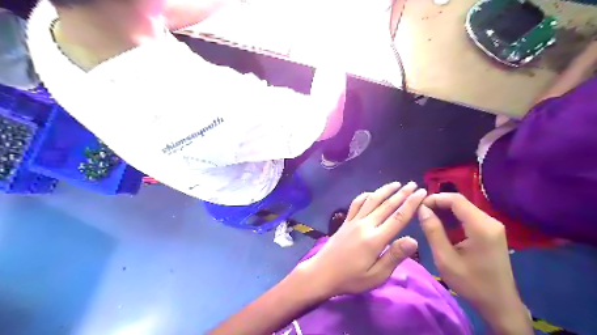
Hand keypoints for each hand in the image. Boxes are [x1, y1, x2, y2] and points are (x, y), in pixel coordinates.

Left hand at [297, 182, 423, 296]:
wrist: (322, 273)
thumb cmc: (351, 278)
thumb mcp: (376, 275)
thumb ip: (394, 256)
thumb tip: (414, 240)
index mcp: (375, 239)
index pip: (398, 217)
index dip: (411, 204)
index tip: (422, 193)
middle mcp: (365, 225)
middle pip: (386, 205)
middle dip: (402, 193)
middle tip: (413, 184)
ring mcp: (353, 221)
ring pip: (371, 200)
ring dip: (384, 190)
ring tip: (396, 184)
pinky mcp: (345, 221)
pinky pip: (356, 204)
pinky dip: (365, 196)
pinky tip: (371, 193)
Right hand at [416, 193, 528, 334]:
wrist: (499, 304)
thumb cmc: (471, 283)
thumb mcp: (445, 258)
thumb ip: (433, 231)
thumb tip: (422, 209)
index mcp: (481, 227)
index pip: (456, 200)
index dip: (435, 198)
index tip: (418, 206)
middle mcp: (490, 221)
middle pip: (460, 202)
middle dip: (438, 204)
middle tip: (420, 213)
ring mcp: (493, 226)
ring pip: (464, 208)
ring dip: (445, 210)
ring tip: (427, 219)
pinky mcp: (492, 232)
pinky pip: (469, 217)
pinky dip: (453, 217)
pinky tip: (442, 226)